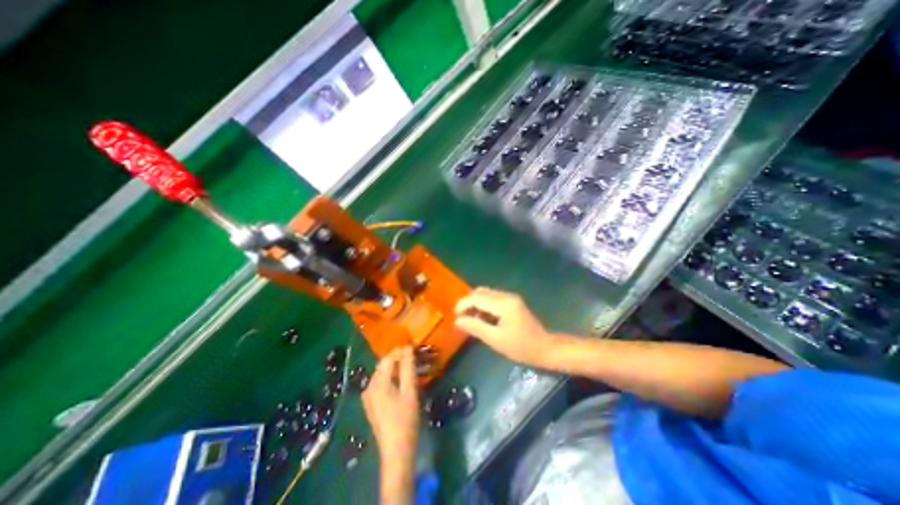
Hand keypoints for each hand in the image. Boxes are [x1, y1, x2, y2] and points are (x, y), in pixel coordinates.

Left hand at [362, 347, 421, 460]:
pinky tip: (401, 381)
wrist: (396, 452)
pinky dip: (392, 378)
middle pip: (384, 366)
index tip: (414, 347)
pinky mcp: (371, 404)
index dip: (401, 351)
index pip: (389, 358)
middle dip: (398, 359)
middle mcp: (369, 387)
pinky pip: (381, 383)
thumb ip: (408, 368)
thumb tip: (407, 348)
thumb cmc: (405, 420)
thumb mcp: (409, 391)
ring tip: (410, 367)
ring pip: (382, 374)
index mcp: (377, 383)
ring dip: (396, 368)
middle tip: (415, 357)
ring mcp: (369, 397)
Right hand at [459, 289, 556, 366]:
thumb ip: (476, 327)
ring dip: (476, 303)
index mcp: (503, 304)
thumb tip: (457, 320)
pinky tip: (482, 317)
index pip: (477, 298)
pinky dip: (484, 304)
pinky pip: (493, 298)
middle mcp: (506, 296)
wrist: (544, 348)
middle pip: (481, 292)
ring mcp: (511, 297)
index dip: (463, 304)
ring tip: (470, 318)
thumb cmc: (520, 347)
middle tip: (461, 317)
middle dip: (468, 302)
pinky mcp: (513, 301)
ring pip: (487, 294)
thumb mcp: (495, 339)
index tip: (454, 315)